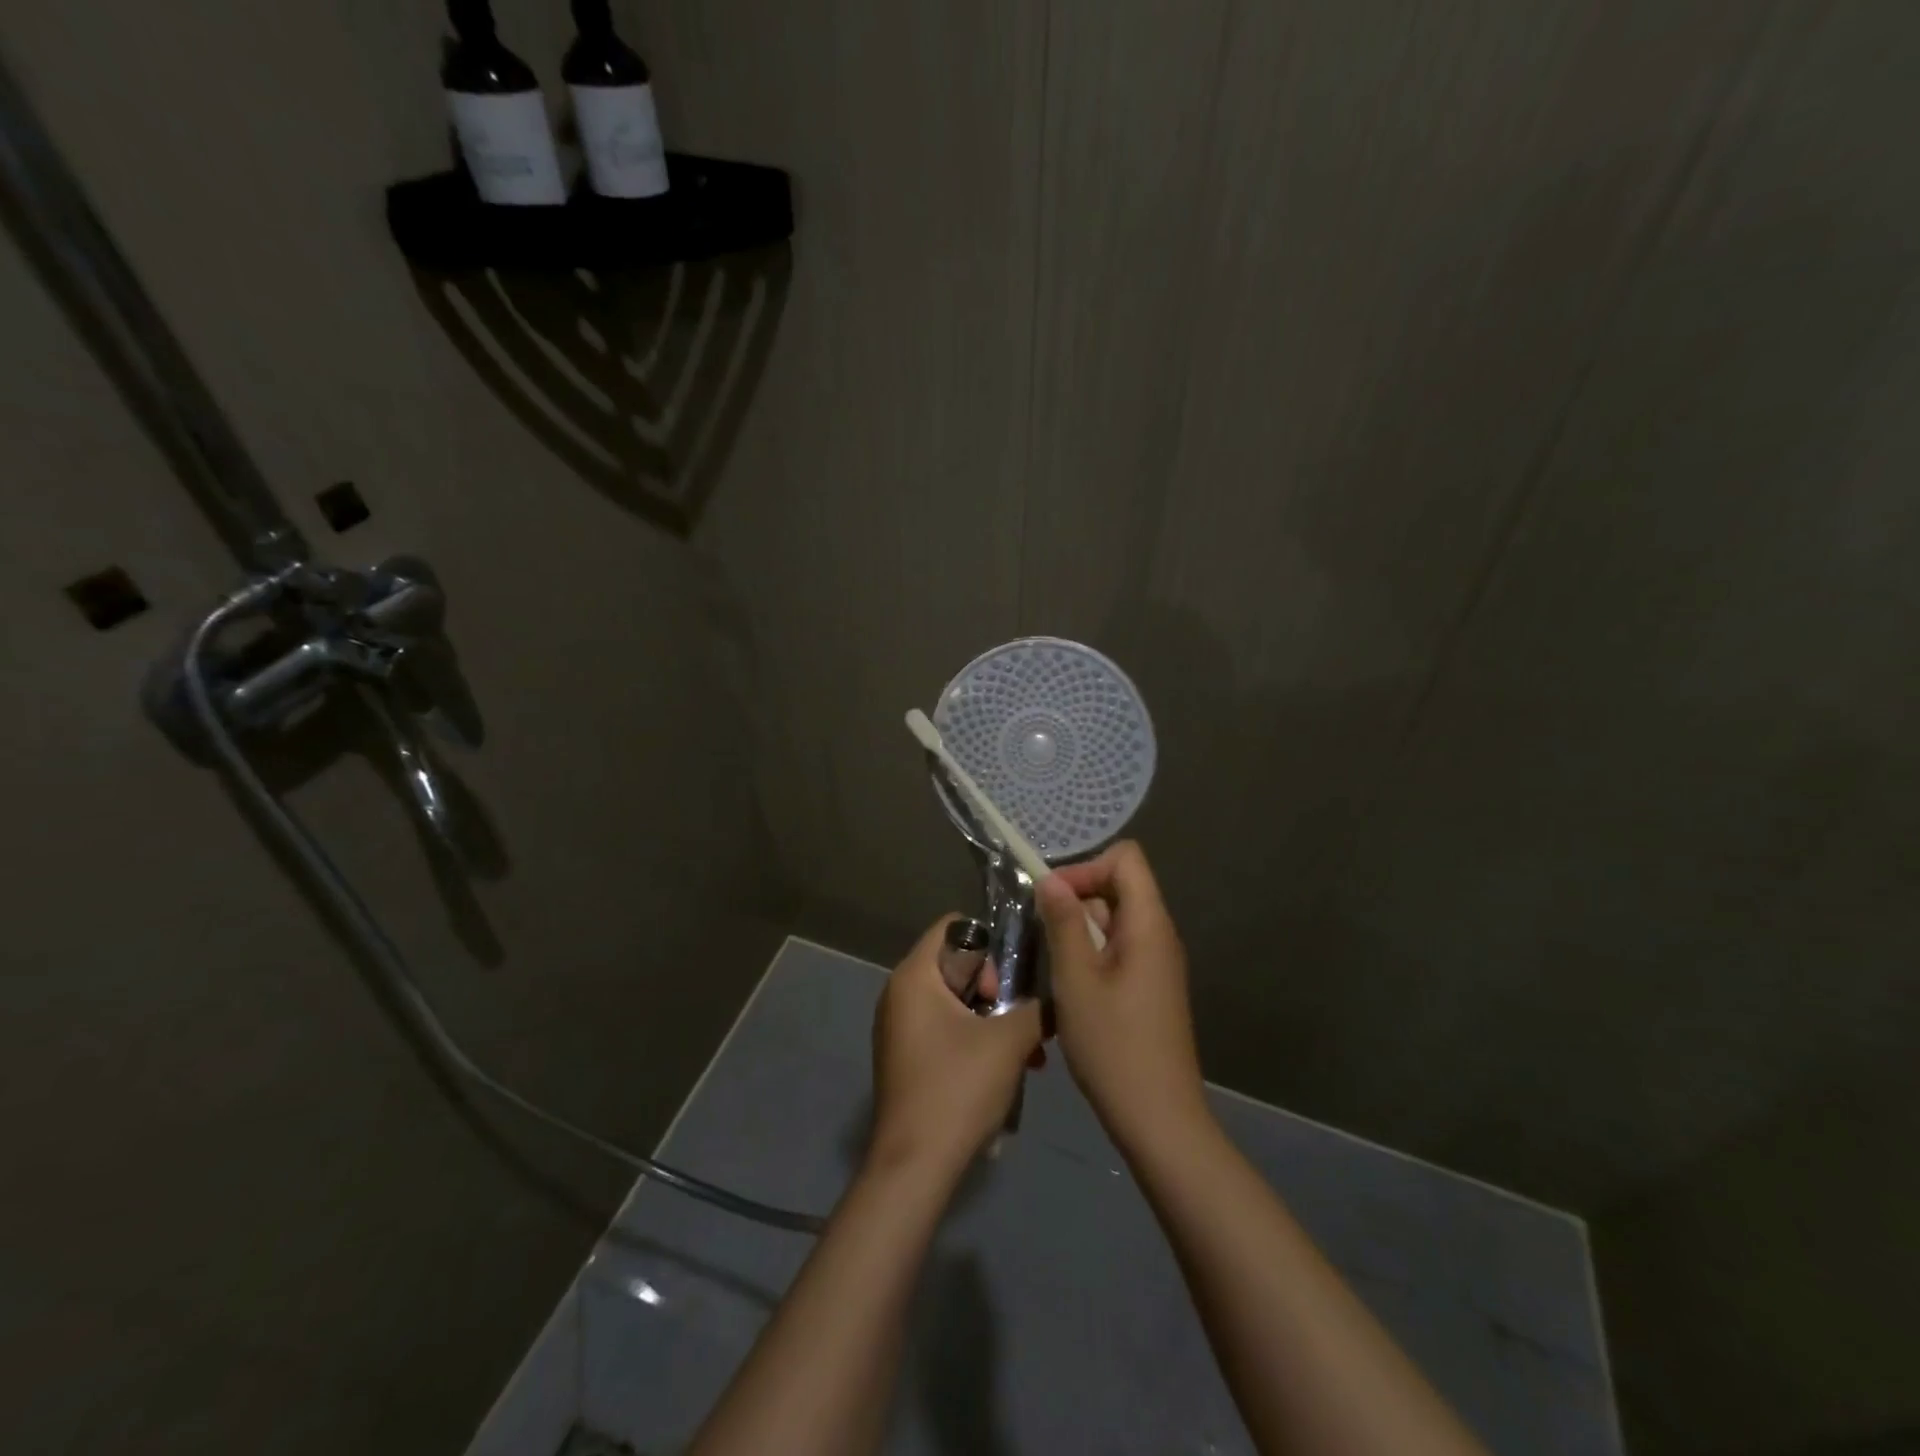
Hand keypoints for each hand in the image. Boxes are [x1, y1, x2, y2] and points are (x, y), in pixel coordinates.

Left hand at [868, 915, 1043, 1181]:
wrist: (915, 1167)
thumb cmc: (957, 1089)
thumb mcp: (1009, 1041)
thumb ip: (1038, 1008)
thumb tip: (1058, 997)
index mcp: (913, 976)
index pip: (953, 926)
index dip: (988, 944)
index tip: (1008, 982)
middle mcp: (899, 993)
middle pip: (956, 964)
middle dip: (996, 989)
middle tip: (1016, 1020)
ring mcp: (900, 1028)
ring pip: (956, 1001)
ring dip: (993, 1019)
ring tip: (1026, 1052)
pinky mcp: (907, 1057)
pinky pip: (946, 1029)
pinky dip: (976, 1039)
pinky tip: (1007, 1069)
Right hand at [1038, 841, 1210, 1156]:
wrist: (1159, 1120)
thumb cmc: (1114, 1046)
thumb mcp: (1077, 980)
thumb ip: (1064, 923)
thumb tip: (1051, 879)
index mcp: (1148, 924)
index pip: (1126, 859)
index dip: (1086, 867)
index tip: (1053, 901)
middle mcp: (1159, 935)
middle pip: (1118, 888)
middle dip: (1076, 901)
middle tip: (1043, 937)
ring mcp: (1157, 963)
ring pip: (1113, 921)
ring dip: (1079, 932)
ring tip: (1053, 968)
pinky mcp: (1150, 988)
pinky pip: (1118, 950)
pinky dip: (1090, 955)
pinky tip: (1071, 990)